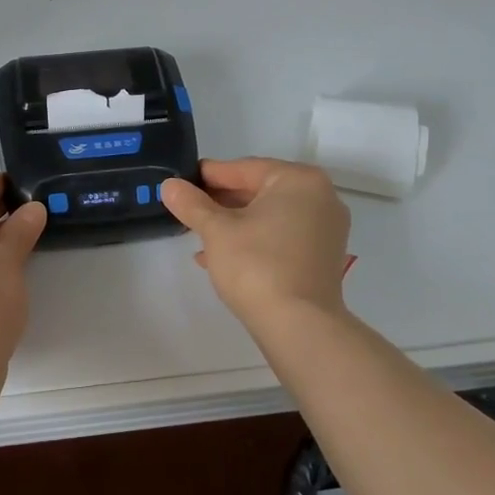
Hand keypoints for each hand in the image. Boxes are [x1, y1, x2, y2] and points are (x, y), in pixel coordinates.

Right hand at [160, 158, 350, 325]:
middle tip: (187, 209)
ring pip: (269, 217)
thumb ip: (191, 203)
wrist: (299, 325)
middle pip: (259, 191)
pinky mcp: (322, 258)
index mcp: (299, 180)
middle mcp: (320, 198)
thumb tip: (169, 185)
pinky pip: (281, 237)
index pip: (243, 168)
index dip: (208, 176)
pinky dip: (253, 242)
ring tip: (198, 235)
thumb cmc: (257, 264)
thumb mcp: (216, 230)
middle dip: (221, 203)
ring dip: (233, 224)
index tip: (181, 181)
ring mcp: (325, 229)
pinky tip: (219, 257)